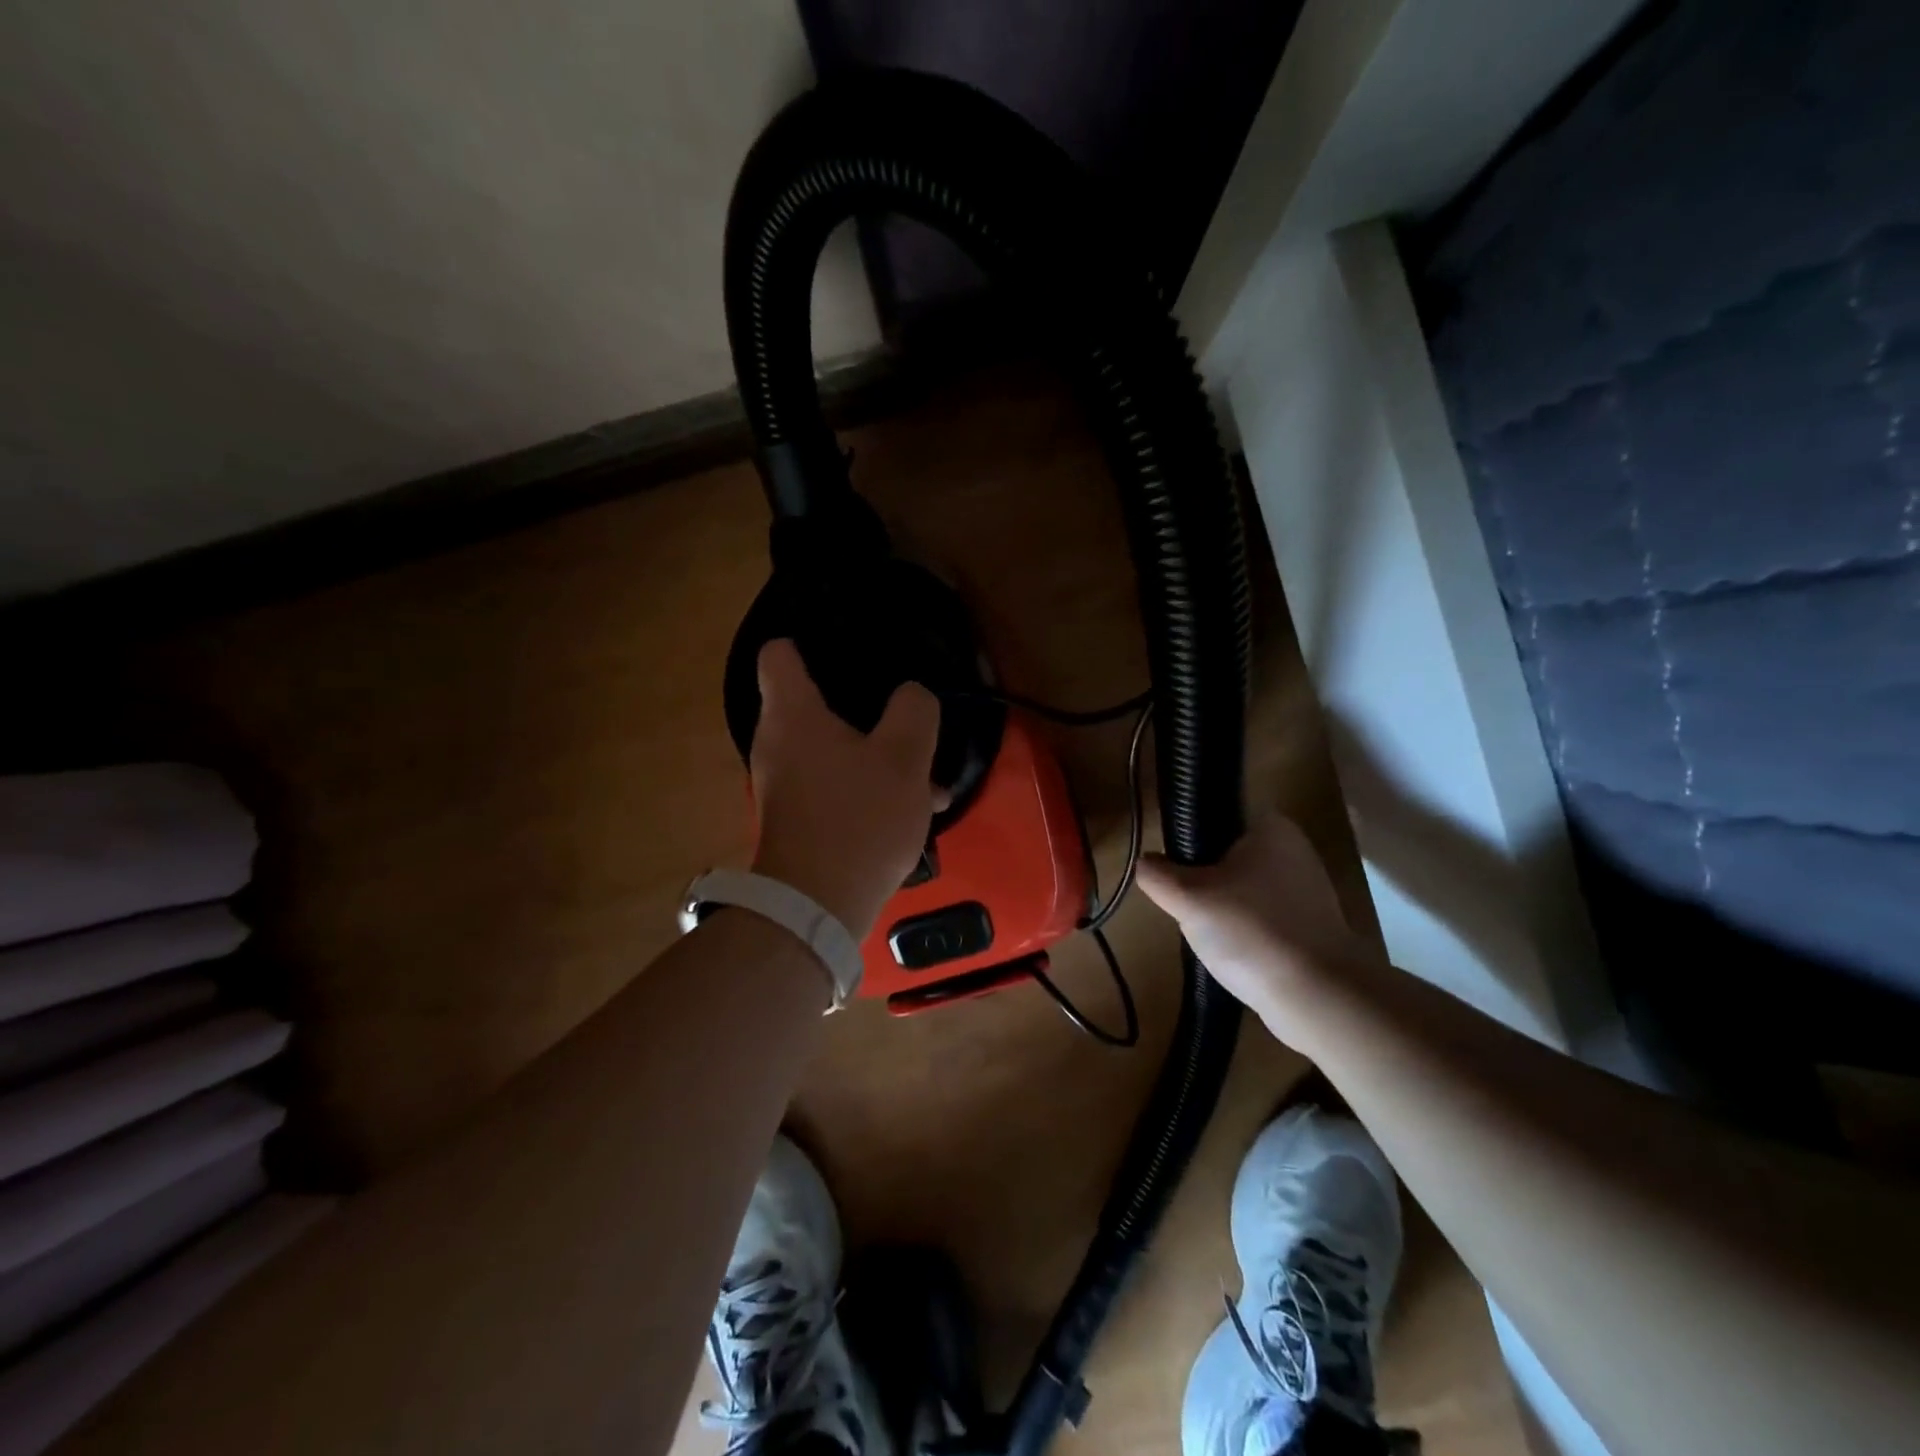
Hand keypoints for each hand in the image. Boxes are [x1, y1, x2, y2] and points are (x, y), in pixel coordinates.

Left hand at [749, 640, 943, 937]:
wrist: (816, 910)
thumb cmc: (858, 820)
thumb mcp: (905, 758)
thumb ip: (914, 712)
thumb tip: (911, 697)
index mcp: (793, 714)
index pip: (780, 653)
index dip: (810, 642)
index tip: (850, 647)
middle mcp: (777, 743)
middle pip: (815, 702)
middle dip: (865, 708)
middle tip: (905, 714)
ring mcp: (784, 783)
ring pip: (835, 749)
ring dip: (878, 755)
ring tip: (925, 774)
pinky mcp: (797, 818)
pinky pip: (835, 784)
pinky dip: (867, 787)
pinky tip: (910, 809)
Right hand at [1137, 811, 1371, 1021]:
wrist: (1319, 997)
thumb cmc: (1252, 932)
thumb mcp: (1188, 898)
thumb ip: (1157, 874)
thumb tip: (1146, 864)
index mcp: (1271, 826)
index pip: (1215, 815)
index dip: (1187, 840)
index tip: (1171, 869)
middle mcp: (1293, 849)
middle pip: (1223, 856)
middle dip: (1201, 882)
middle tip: (1186, 906)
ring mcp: (1306, 890)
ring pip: (1239, 890)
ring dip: (1219, 910)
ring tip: (1210, 936)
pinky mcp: (1309, 925)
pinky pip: (1259, 919)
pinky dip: (1242, 934)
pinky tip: (1233, 954)